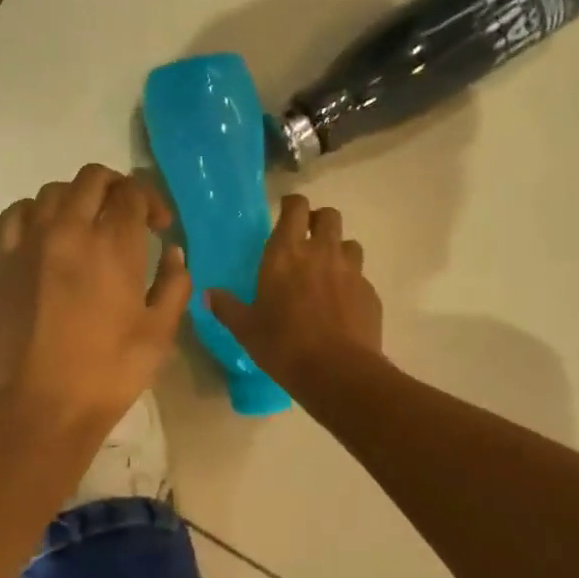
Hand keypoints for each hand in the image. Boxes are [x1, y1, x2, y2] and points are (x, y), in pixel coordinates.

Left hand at [0, 164, 190, 439]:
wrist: (40, 405)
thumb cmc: (107, 373)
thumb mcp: (159, 333)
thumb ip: (174, 285)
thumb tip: (174, 253)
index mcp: (114, 244)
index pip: (132, 193)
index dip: (151, 202)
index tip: (160, 227)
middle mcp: (70, 229)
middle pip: (93, 178)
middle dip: (118, 188)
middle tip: (129, 215)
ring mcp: (31, 240)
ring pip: (54, 190)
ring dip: (79, 197)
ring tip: (89, 224)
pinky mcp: (3, 259)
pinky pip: (17, 212)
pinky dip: (36, 210)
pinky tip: (48, 232)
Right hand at [207, 194, 383, 386]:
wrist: (337, 372)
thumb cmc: (283, 344)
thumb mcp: (246, 328)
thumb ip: (227, 307)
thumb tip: (208, 294)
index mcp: (286, 253)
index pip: (295, 207)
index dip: (292, 205)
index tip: (285, 213)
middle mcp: (321, 252)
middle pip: (329, 216)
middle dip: (319, 221)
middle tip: (307, 239)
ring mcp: (350, 271)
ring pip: (350, 243)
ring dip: (338, 250)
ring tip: (327, 271)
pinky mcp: (370, 293)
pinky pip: (361, 277)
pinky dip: (351, 283)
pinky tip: (341, 304)